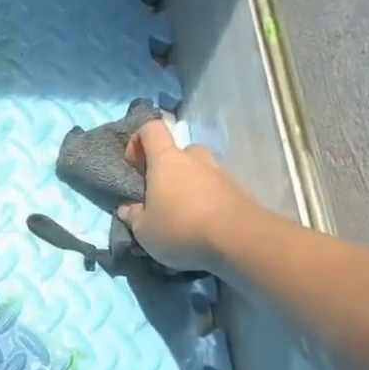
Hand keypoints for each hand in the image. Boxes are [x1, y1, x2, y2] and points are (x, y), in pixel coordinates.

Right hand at [117, 120, 261, 271]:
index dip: (138, 139)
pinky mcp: (240, 192)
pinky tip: (204, 226)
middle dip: (170, 169)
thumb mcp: (144, 231)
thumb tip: (128, 209)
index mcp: (166, 161)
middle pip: (180, 151)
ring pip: (201, 171)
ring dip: (191, 187)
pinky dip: (209, 202)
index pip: (152, 129)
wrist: (239, 240)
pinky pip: (218, 190)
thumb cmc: (181, 228)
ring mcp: (221, 173)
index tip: (133, 163)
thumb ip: (133, 217)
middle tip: (162, 195)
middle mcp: (195, 159)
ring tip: (184, 215)